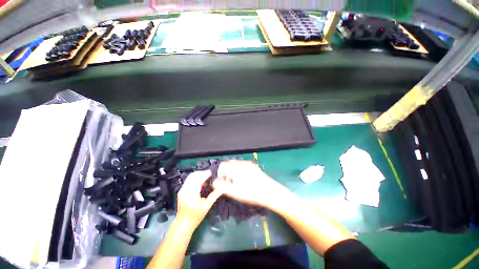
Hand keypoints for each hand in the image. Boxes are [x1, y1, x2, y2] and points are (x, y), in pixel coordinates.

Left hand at [176, 170, 223, 229]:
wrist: (183, 224)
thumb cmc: (196, 216)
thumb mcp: (207, 206)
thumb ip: (214, 195)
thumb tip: (222, 188)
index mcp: (191, 195)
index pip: (198, 180)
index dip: (204, 175)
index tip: (210, 172)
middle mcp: (185, 191)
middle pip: (193, 176)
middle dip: (201, 173)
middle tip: (208, 173)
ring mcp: (182, 190)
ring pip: (189, 177)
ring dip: (197, 175)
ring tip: (205, 176)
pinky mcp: (181, 191)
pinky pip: (188, 181)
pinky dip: (194, 178)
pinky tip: (200, 182)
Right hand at [213, 160, 288, 207]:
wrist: (270, 192)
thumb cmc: (252, 193)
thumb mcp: (235, 192)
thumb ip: (222, 187)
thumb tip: (214, 183)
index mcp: (236, 168)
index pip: (223, 166)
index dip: (219, 174)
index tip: (221, 182)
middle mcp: (241, 163)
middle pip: (229, 164)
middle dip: (226, 172)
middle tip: (228, 183)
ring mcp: (248, 163)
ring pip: (235, 164)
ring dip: (232, 171)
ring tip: (235, 182)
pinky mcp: (253, 165)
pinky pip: (242, 165)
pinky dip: (238, 170)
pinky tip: (243, 179)